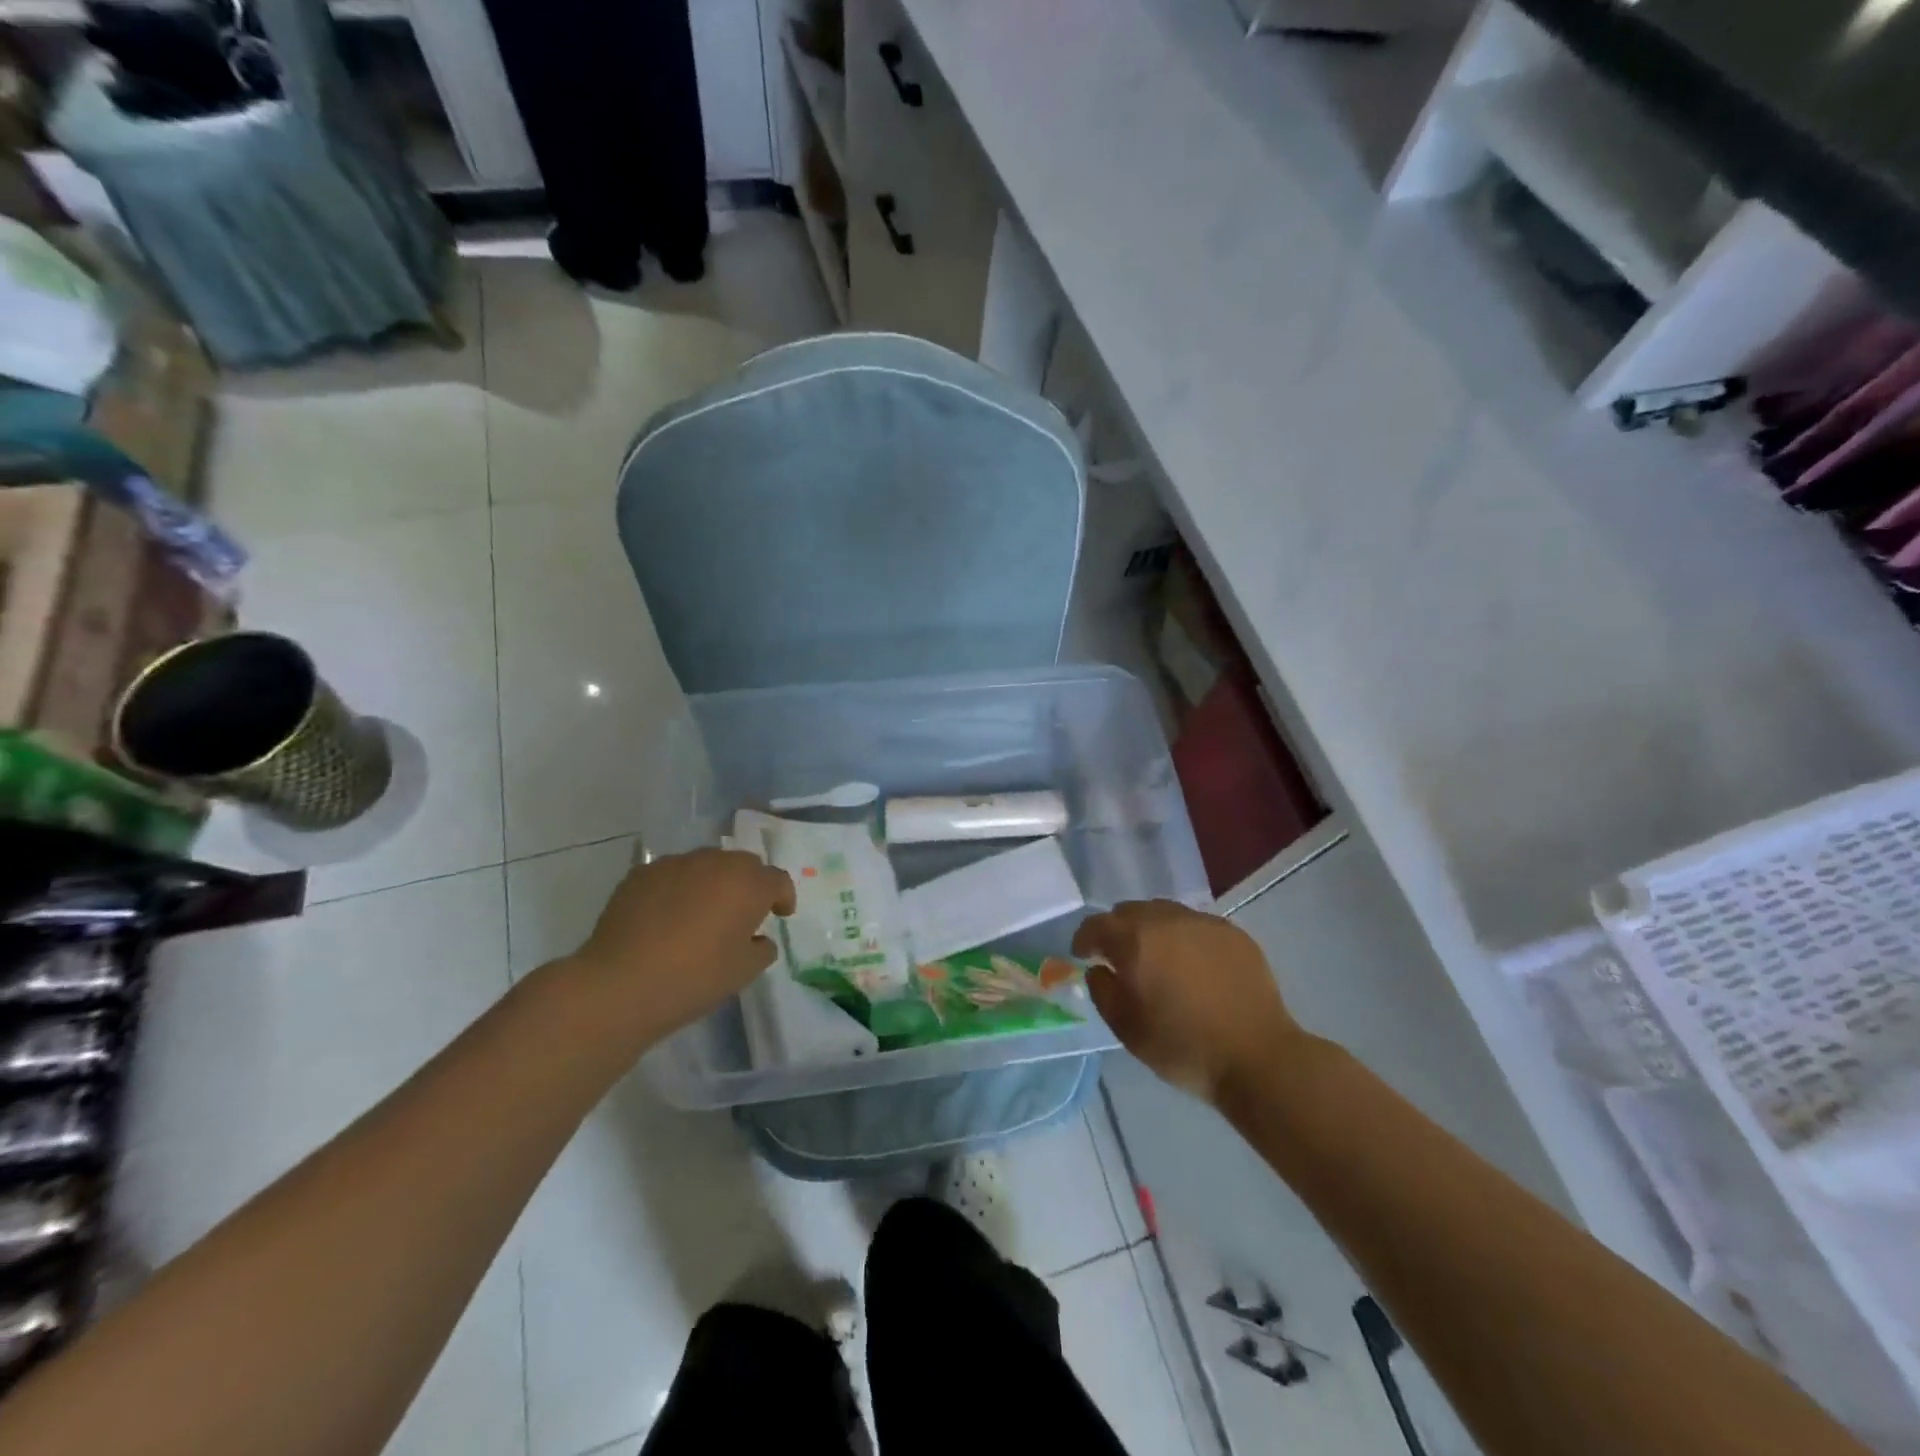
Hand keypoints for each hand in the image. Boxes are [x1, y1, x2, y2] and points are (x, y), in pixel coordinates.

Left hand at [566, 848, 795, 1045]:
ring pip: (706, 865)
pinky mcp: (641, 873)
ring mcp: (675, 864)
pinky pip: (672, 874)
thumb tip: (757, 938)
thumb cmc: (694, 978)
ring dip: (712, 883)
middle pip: (743, 865)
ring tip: (701, 913)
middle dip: (748, 884)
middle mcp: (716, 863)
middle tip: (742, 913)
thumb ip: (761, 949)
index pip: (777, 880)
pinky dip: (678, 888)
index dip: (783, 896)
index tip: (780, 915)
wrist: (621, 984)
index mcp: (748, 884)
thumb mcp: (744, 972)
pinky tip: (666, 917)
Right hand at [1073, 900, 1304, 1104]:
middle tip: (1119, 957)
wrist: (1257, 1057)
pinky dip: (1183, 937)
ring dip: (1150, 929)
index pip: (1096, 925)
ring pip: (1164, 912)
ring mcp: (1203, 923)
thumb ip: (1103, 991)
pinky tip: (1192, 965)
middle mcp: (1167, 920)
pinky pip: (1195, 924)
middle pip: (1129, 911)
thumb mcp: (1127, 1029)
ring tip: (1157, 957)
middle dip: (1117, 930)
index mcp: (1135, 940)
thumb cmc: (1183, 1047)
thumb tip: (1099, 969)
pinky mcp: (1232, 933)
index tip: (1083, 956)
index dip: (1084, 939)